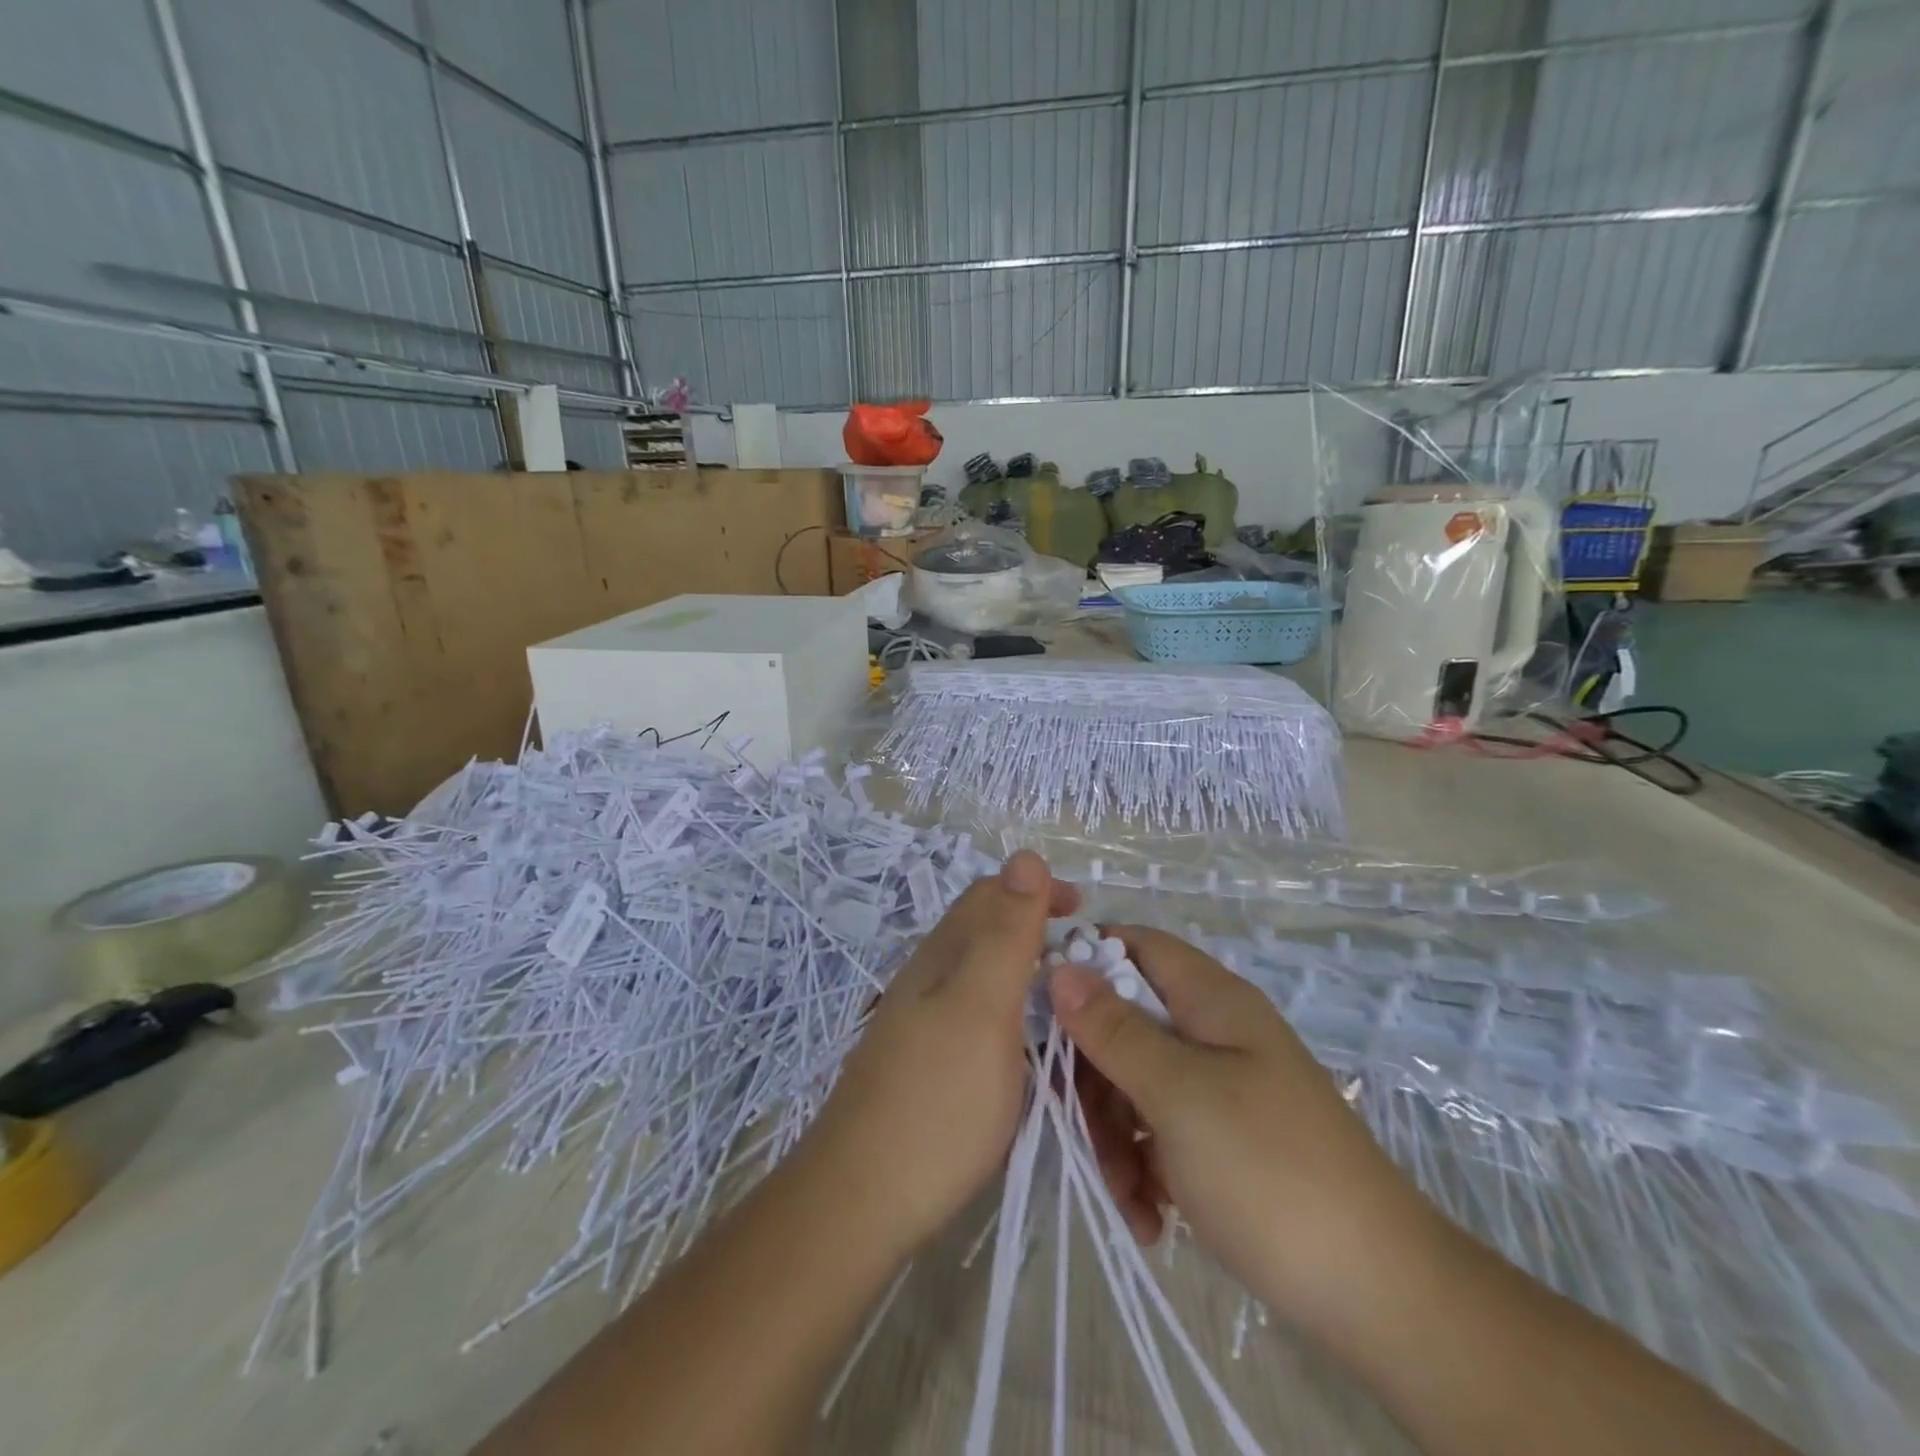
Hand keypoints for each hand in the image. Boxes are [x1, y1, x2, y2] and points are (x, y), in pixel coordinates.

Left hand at [803, 850, 1077, 1259]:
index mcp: (942, 955)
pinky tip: (1029, 1043)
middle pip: (983, 929)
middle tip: (1086, 955)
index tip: (1086, 912)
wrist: (862, 1199)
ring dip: (1024, 967)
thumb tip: (1025, 854)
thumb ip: (1005, 933)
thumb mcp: (982, 1007)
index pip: (991, 894)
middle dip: (1034, 925)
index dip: (1037, 891)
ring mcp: (922, 1022)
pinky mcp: (925, 1063)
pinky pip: (976, 1013)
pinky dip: (1012, 1009)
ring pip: (979, 972)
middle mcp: (928, 978)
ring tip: (1067, 996)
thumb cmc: (935, 1100)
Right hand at [1048, 926, 1445, 1326]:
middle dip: (1094, 1074)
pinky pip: (1160, 1129)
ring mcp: (1219, 1088)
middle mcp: (1214, 1033)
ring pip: (1136, 1082)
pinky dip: (1144, 1166)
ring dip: (1115, 1134)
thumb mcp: (1179, 1094)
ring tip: (1126, 1196)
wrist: (1379, 1295)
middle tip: (1082, 1129)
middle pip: (1126, 1022)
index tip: (1038, 1005)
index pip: (1135, 946)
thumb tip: (1061, 965)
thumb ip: (1115, 1029)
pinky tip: (1149, 1216)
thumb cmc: (1269, 1171)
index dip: (1085, 960)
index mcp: (1212, 1001)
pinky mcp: (1222, 1139)